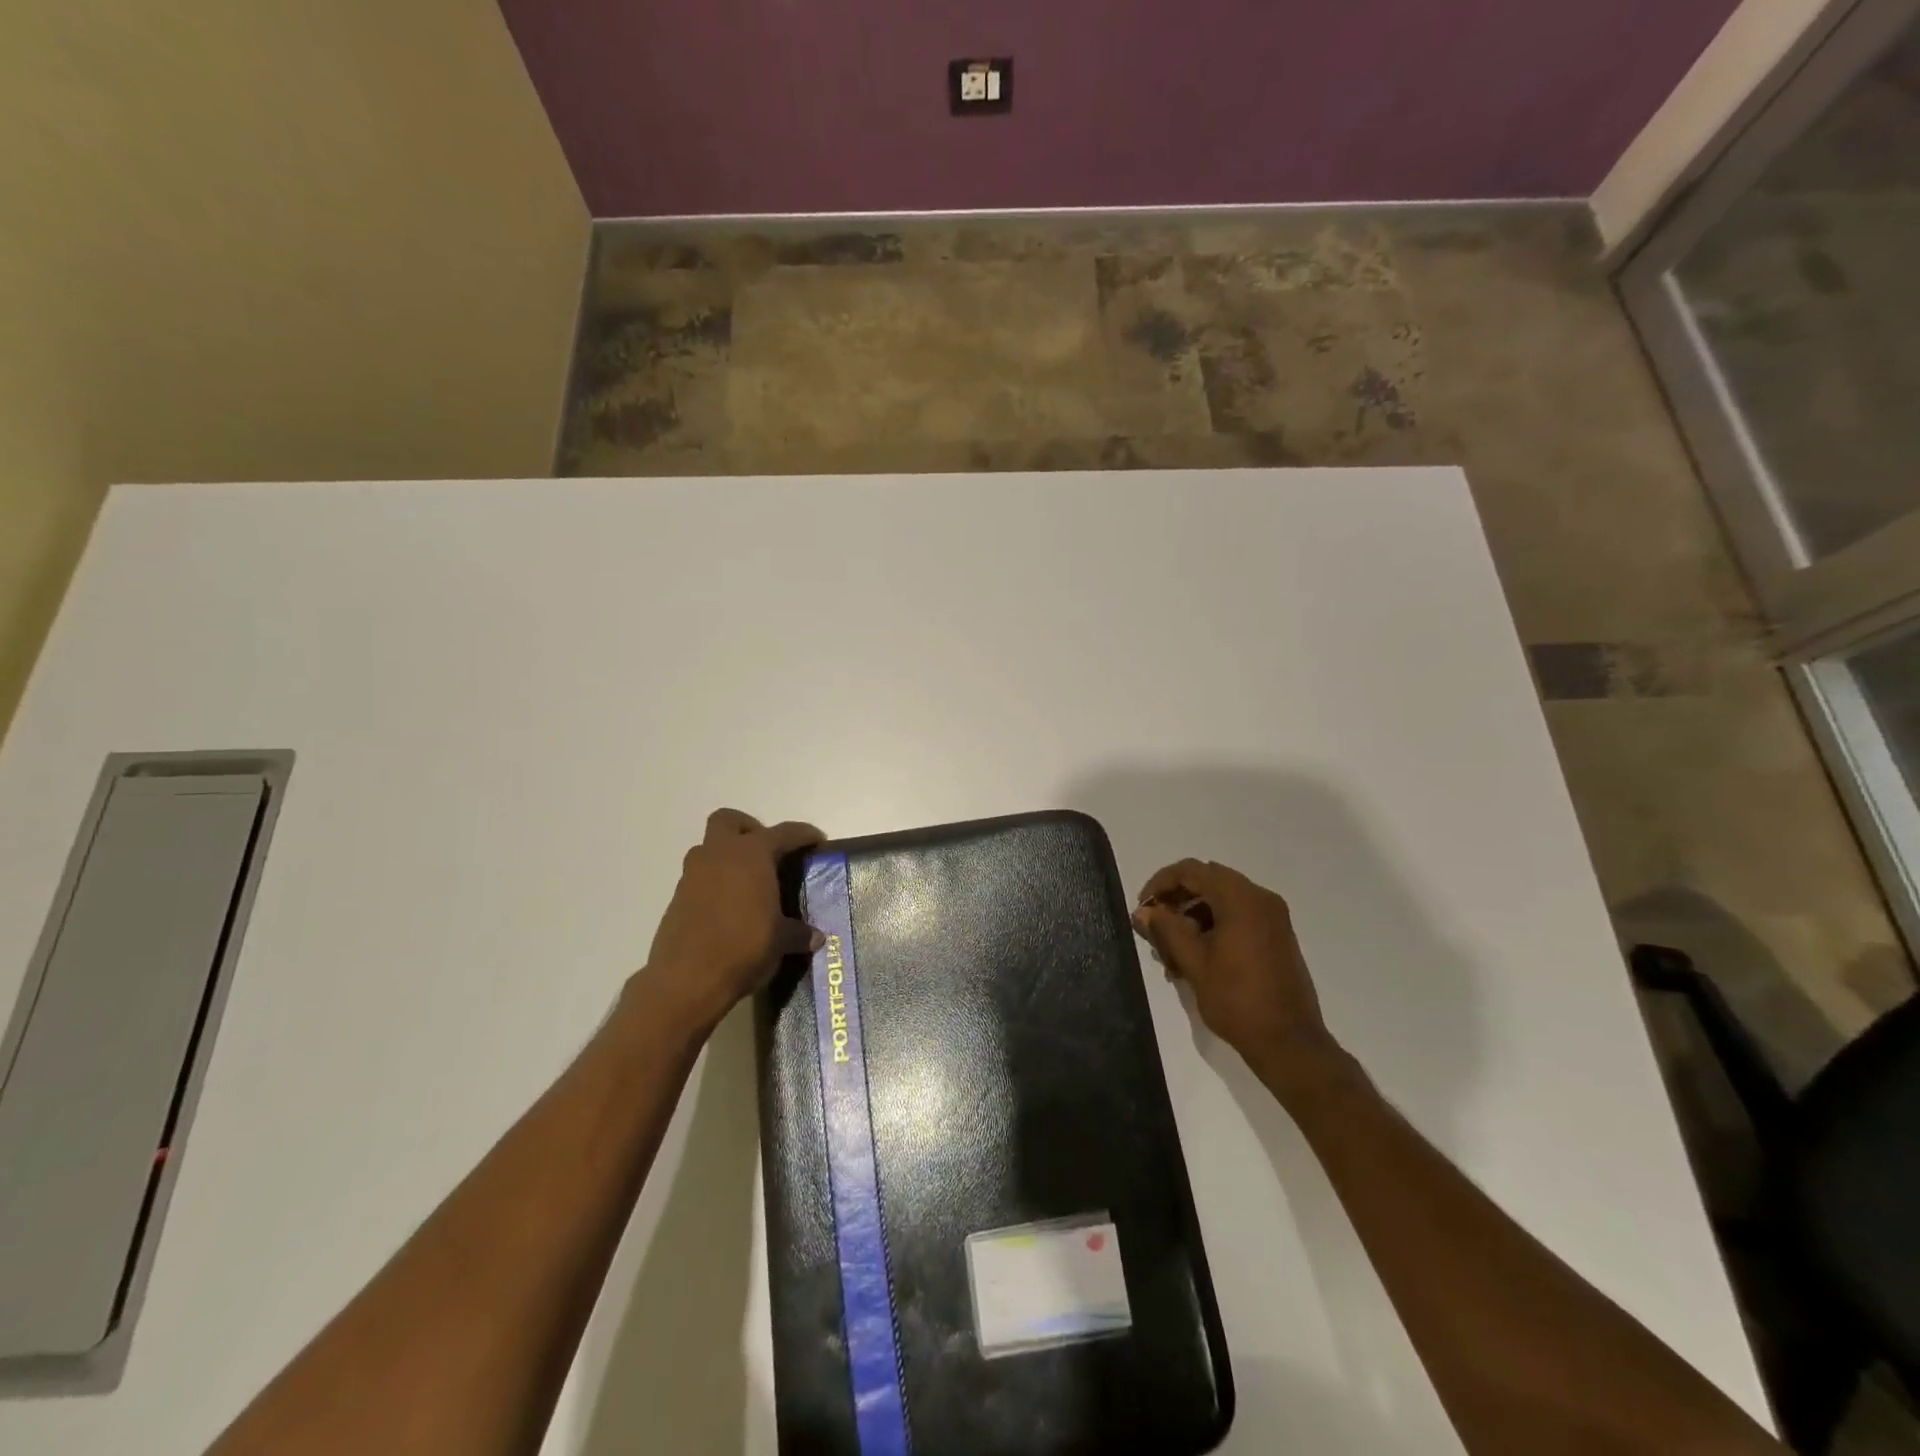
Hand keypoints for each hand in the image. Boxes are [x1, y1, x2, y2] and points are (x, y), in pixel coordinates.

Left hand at [638, 809, 824, 1030]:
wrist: (686, 981)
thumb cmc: (744, 947)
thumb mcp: (781, 941)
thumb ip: (798, 933)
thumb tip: (814, 937)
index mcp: (752, 854)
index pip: (784, 833)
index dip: (803, 835)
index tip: (817, 841)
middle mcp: (720, 854)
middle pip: (729, 821)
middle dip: (749, 830)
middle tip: (768, 854)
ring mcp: (693, 875)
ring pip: (709, 848)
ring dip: (727, 857)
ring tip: (748, 884)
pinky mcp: (677, 898)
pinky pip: (699, 878)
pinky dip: (714, 884)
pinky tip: (729, 910)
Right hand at [1131, 859, 1342, 1090]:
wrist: (1290, 1043)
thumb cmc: (1237, 1000)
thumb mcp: (1194, 963)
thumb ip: (1166, 929)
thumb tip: (1144, 910)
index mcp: (1241, 899)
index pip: (1192, 870)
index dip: (1161, 883)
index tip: (1143, 907)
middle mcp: (1260, 898)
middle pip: (1208, 881)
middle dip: (1177, 900)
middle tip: (1155, 927)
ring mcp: (1272, 917)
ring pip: (1221, 899)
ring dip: (1193, 916)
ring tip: (1171, 952)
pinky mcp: (1276, 935)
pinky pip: (1238, 915)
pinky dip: (1213, 926)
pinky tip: (1195, 957)